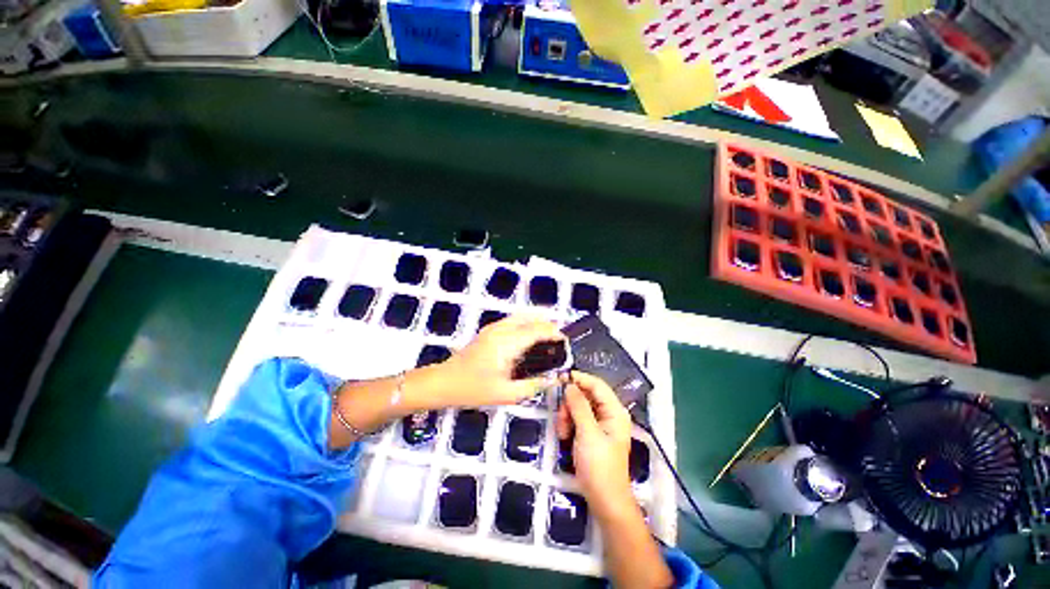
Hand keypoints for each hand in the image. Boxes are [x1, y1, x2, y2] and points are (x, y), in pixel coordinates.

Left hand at [433, 315, 564, 406]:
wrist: (444, 381)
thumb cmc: (474, 389)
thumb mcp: (506, 394)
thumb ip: (533, 386)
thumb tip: (553, 379)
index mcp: (507, 343)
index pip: (537, 330)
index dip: (554, 333)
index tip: (565, 342)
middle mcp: (502, 329)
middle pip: (531, 318)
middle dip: (548, 325)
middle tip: (558, 342)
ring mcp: (494, 327)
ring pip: (522, 316)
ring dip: (537, 322)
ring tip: (547, 338)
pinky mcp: (489, 329)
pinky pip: (513, 320)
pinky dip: (526, 323)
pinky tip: (529, 339)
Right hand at [556, 371, 634, 513]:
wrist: (604, 501)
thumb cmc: (599, 467)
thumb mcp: (588, 433)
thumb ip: (579, 406)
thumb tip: (570, 384)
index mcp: (615, 411)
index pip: (597, 385)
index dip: (579, 379)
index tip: (560, 378)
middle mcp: (609, 414)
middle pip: (586, 395)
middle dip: (570, 403)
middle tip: (561, 418)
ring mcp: (600, 424)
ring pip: (579, 406)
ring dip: (567, 415)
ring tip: (562, 432)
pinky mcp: (592, 433)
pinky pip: (577, 418)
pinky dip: (569, 423)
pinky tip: (564, 436)